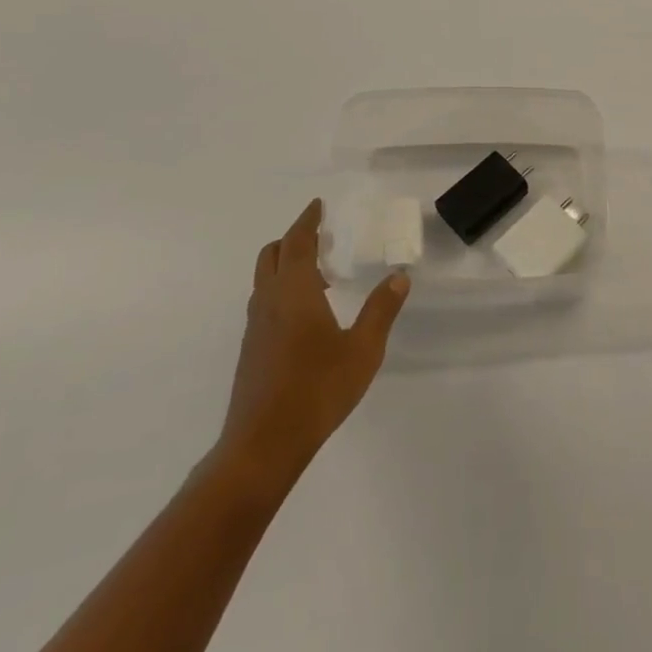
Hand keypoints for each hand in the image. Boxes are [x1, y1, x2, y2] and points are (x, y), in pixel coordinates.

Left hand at [215, 200, 409, 481]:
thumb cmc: (316, 391)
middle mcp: (269, 301)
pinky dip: (283, 291)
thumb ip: (381, 310)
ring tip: (320, 276)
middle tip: (322, 238)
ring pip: (265, 280)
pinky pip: (265, 302)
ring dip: (287, 266)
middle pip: (272, 255)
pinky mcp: (251, 350)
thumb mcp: (362, 350)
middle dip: (294, 239)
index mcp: (294, 291)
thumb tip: (400, 277)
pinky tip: (307, 316)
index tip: (318, 206)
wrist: (261, 446)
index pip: (297, 242)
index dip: (307, 220)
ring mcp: (255, 327)